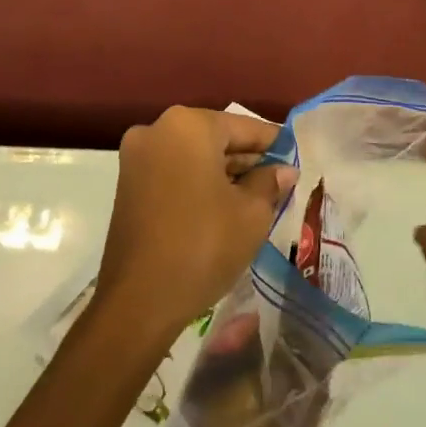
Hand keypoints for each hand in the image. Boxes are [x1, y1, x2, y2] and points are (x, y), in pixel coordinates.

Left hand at [96, 107, 298, 341]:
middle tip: (280, 182)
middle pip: (216, 138)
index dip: (275, 144)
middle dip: (248, 160)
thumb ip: (270, 182)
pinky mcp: (128, 185)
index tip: (297, 159)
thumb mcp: (252, 213)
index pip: (245, 127)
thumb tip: (284, 170)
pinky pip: (174, 173)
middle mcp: (157, 130)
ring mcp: (137, 158)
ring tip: (258, 197)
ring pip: (194, 156)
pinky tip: (225, 207)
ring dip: (224, 173)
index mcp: (188, 126)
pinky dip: (199, 184)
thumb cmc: (204, 245)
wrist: (140, 300)